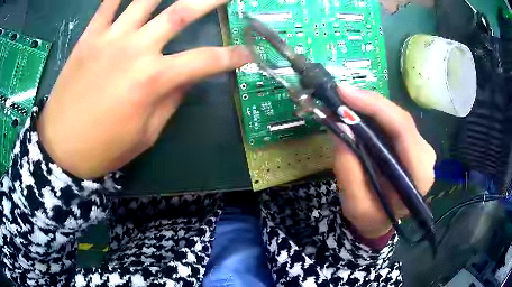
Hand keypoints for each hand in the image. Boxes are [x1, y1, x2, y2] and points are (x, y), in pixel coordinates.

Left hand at [37, 0, 250, 178]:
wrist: (61, 148)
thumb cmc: (103, 149)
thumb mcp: (145, 135)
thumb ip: (169, 102)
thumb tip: (184, 79)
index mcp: (153, 80)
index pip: (205, 61)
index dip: (232, 56)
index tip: (248, 54)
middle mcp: (136, 49)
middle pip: (182, 12)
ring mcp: (110, 38)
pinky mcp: (89, 36)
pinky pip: (107, 4)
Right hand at [334, 84, 435, 238]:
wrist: (381, 220)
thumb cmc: (371, 217)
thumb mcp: (356, 205)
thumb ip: (349, 170)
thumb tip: (339, 126)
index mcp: (419, 176)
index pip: (403, 131)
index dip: (376, 107)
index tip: (345, 94)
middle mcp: (425, 157)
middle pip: (401, 119)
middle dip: (369, 103)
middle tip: (339, 94)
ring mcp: (420, 147)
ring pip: (396, 116)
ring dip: (369, 106)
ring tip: (343, 101)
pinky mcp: (411, 143)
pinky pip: (392, 121)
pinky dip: (373, 113)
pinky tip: (356, 110)